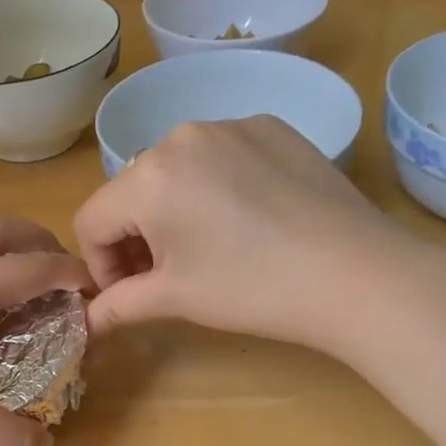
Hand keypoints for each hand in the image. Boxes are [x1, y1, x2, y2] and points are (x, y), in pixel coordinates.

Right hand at [73, 116, 426, 352]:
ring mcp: (232, 125)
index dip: (100, 264)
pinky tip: (248, 222)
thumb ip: (120, 305)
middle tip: (165, 276)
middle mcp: (182, 135)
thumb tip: (89, 320)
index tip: (128, 293)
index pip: (92, 219)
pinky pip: (221, 156)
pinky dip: (216, 188)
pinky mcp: (272, 128)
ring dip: (173, 211)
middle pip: (132, 191)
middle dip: (136, 237)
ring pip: (175, 171)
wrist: (355, 274)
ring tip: (209, 248)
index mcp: (149, 176)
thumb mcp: (176, 298)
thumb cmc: (252, 289)